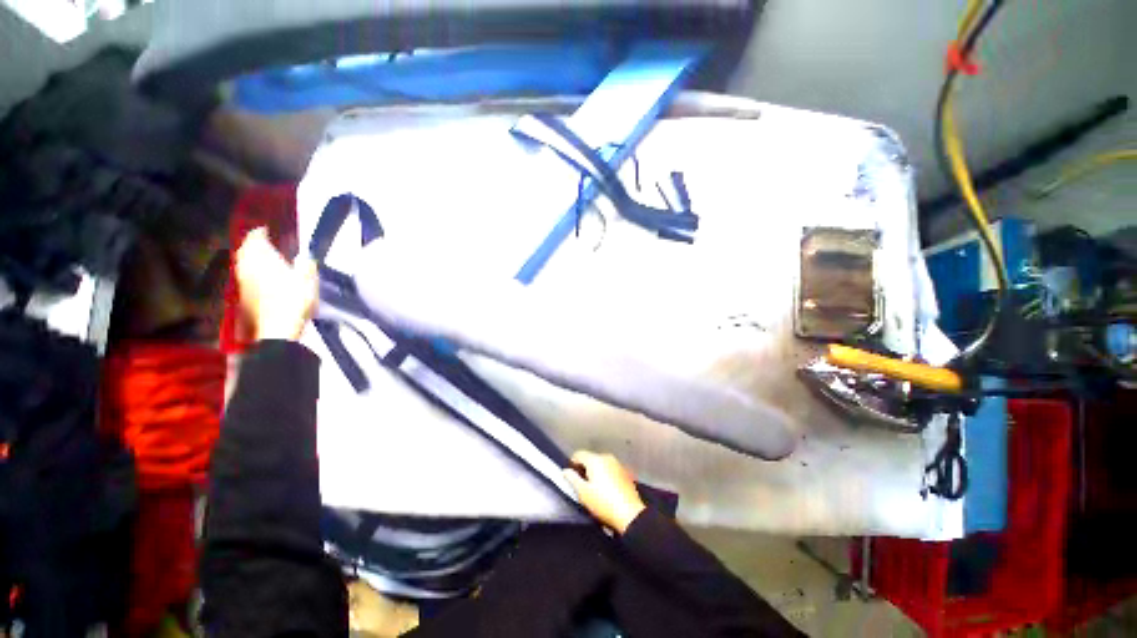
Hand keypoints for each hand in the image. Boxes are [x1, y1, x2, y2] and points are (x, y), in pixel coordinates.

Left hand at [235, 227, 318, 341]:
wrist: (276, 329)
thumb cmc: (294, 301)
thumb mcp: (308, 281)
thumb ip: (306, 266)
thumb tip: (305, 258)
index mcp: (263, 259)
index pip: (256, 238)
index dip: (261, 232)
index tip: (267, 229)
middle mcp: (249, 267)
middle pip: (245, 250)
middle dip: (252, 244)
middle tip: (263, 242)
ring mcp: (244, 282)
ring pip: (242, 263)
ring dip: (250, 257)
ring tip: (262, 258)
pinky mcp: (244, 296)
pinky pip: (245, 276)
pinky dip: (251, 271)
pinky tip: (260, 276)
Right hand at [563, 451, 646, 533]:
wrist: (630, 514)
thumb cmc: (603, 503)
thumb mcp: (583, 493)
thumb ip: (572, 479)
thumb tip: (565, 471)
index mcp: (595, 460)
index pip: (579, 454)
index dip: (572, 463)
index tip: (571, 476)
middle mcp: (607, 457)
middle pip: (590, 458)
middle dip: (585, 468)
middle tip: (582, 485)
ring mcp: (617, 464)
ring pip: (601, 464)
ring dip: (596, 472)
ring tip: (594, 488)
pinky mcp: (625, 472)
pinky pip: (610, 469)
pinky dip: (606, 475)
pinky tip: (606, 489)